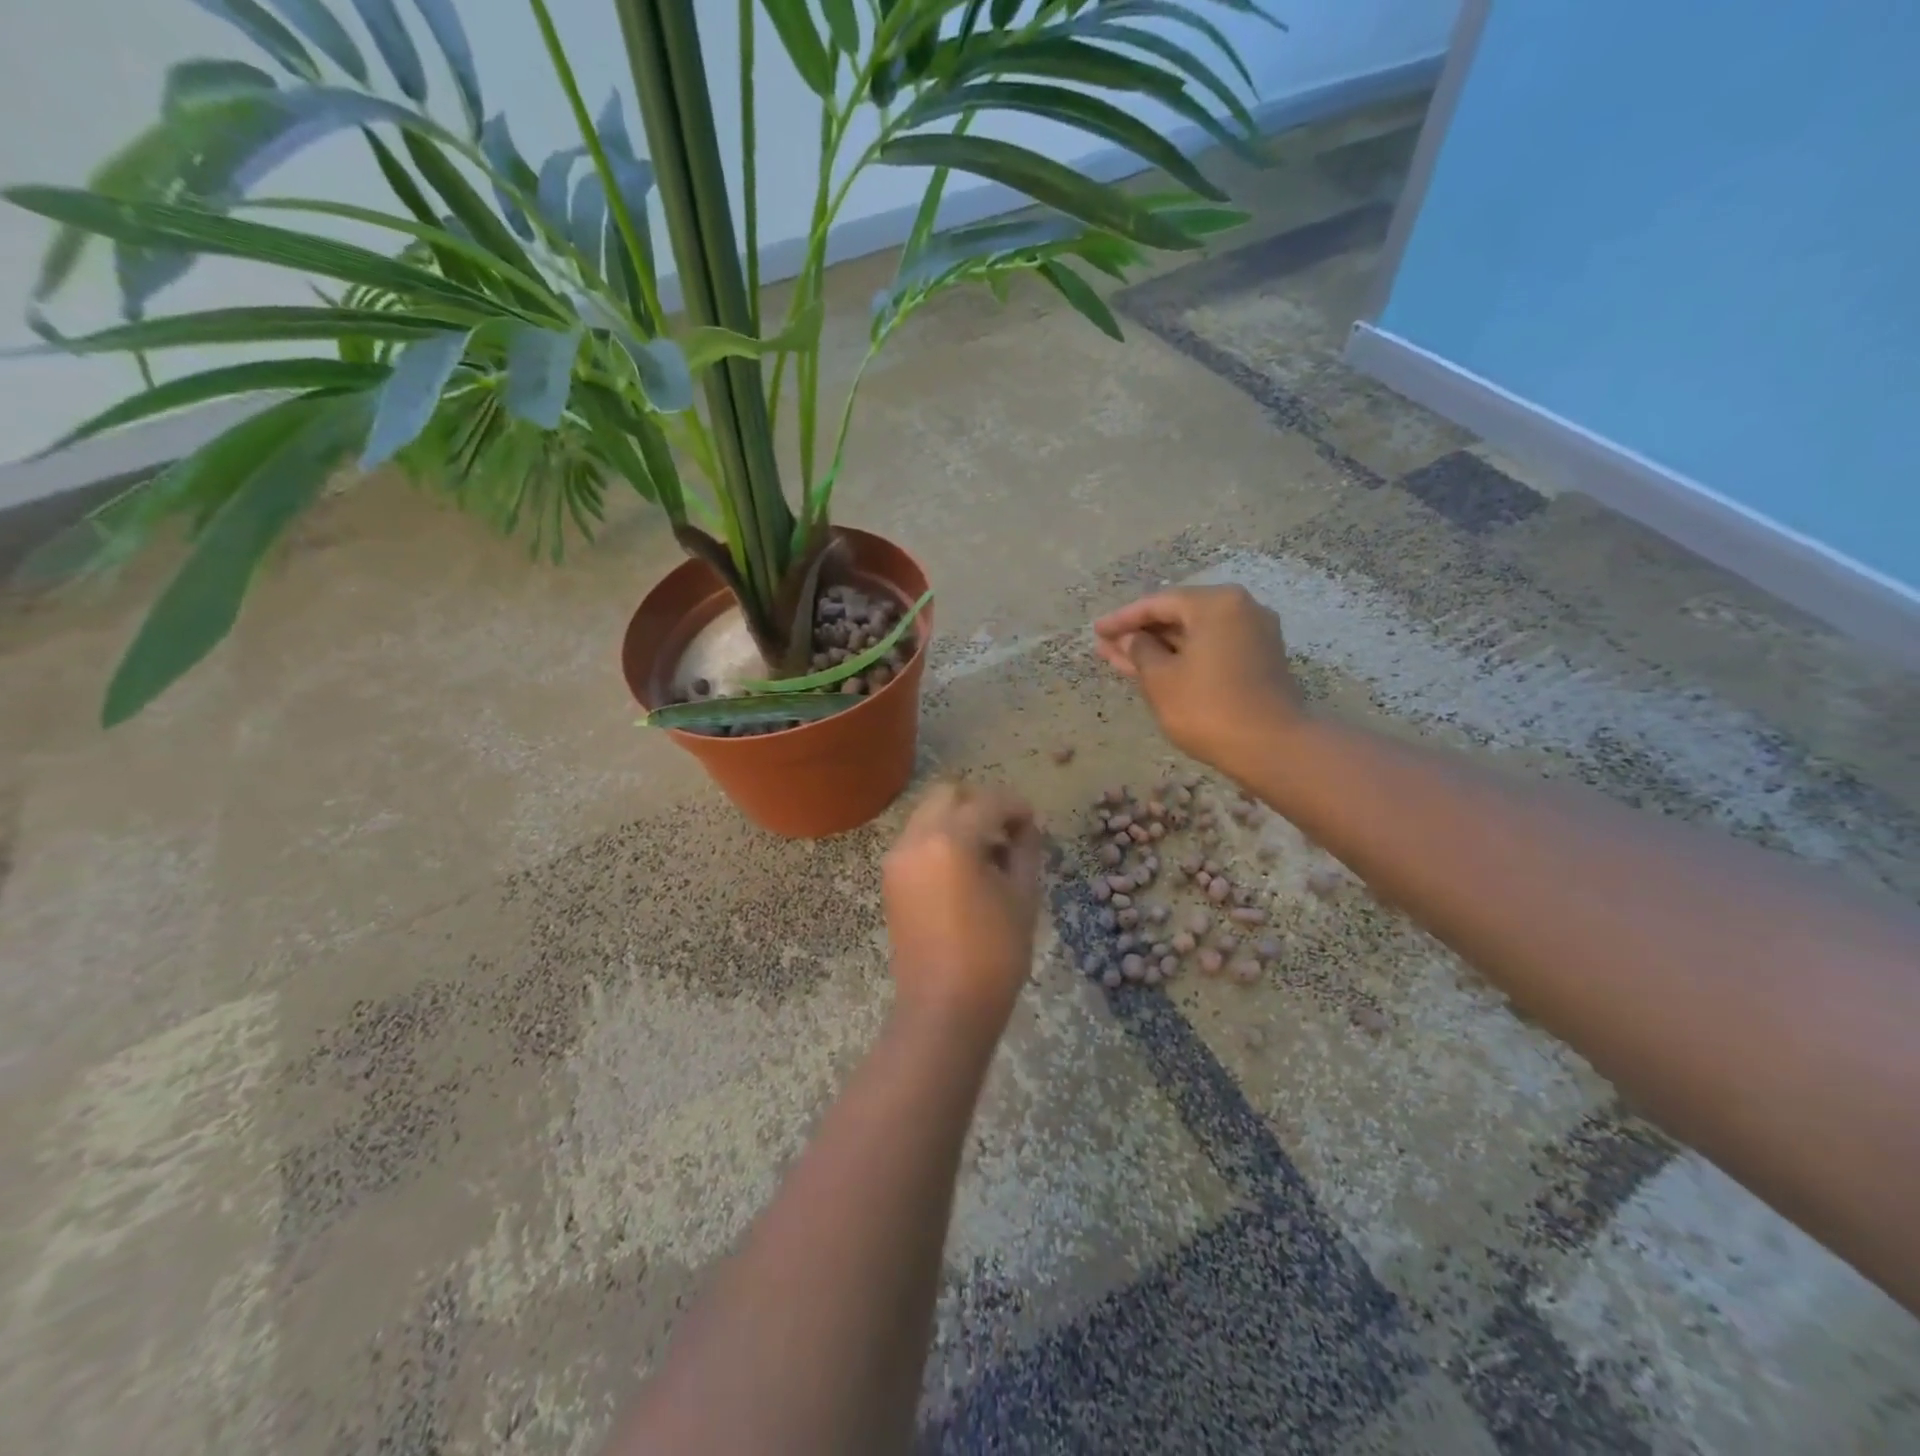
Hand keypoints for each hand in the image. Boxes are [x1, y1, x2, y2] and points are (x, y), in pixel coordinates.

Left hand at [882, 782, 1043, 1037]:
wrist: (944, 1008)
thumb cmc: (994, 955)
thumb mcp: (1022, 896)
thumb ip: (1025, 849)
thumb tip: (1024, 826)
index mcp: (950, 840)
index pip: (988, 802)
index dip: (1015, 807)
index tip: (1032, 822)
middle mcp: (916, 839)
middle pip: (948, 794)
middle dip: (980, 803)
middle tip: (1007, 831)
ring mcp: (897, 858)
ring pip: (928, 813)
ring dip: (958, 819)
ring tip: (987, 852)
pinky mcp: (890, 877)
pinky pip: (917, 838)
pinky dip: (940, 838)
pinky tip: (964, 868)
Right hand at [1093, 585, 1303, 771]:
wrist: (1272, 747)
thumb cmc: (1208, 707)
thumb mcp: (1161, 679)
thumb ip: (1139, 651)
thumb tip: (1130, 639)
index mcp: (1216, 603)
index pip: (1158, 603)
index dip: (1123, 619)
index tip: (1096, 631)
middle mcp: (1241, 609)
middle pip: (1179, 616)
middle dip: (1140, 633)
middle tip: (1105, 646)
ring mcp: (1255, 634)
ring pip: (1194, 635)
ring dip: (1158, 648)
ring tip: (1120, 660)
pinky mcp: (1260, 660)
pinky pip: (1212, 649)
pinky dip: (1183, 658)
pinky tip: (1155, 670)